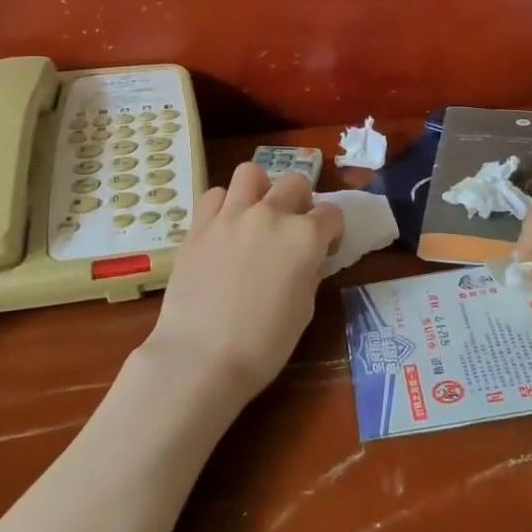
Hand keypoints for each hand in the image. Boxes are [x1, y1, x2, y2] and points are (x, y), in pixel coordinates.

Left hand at [145, 163, 344, 407]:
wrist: (201, 358)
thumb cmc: (263, 345)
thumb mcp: (304, 311)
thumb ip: (308, 273)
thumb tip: (305, 260)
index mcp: (305, 237)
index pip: (332, 213)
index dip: (333, 230)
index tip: (326, 247)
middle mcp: (271, 214)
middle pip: (295, 182)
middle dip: (301, 201)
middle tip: (292, 228)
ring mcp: (231, 215)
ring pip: (251, 173)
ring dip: (260, 189)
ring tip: (256, 214)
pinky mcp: (199, 225)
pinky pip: (215, 195)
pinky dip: (224, 204)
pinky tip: (224, 227)